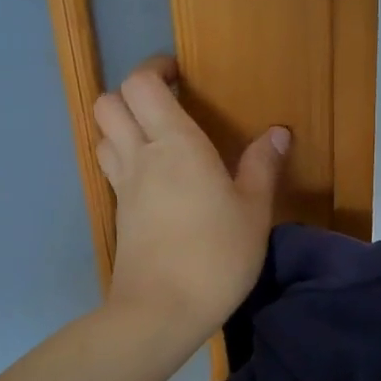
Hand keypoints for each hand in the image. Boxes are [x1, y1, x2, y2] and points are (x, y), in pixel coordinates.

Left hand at [94, 57, 288, 337]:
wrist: (161, 311)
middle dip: (132, 93)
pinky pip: (111, 169)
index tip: (179, 75)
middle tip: (167, 103)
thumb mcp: (253, 211)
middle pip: (108, 103)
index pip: (142, 84)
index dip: (155, 69)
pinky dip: (124, 158)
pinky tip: (155, 178)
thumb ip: (262, 167)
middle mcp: (140, 156)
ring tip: (157, 137)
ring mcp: (123, 187)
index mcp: (175, 144)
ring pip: (102, 135)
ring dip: (122, 125)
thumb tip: (277, 133)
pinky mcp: (117, 214)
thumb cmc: (216, 255)